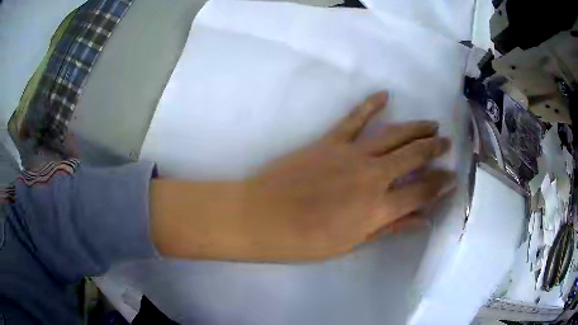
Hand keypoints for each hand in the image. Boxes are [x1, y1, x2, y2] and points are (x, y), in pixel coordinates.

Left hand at [241, 91, 455, 258]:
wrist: (263, 217)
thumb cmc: (306, 241)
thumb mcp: (352, 244)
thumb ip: (390, 229)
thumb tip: (423, 221)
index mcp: (378, 208)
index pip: (422, 191)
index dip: (441, 185)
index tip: (453, 178)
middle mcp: (372, 176)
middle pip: (414, 156)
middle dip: (435, 149)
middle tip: (447, 144)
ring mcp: (351, 154)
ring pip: (394, 134)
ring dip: (416, 127)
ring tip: (432, 124)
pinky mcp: (330, 141)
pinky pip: (354, 118)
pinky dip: (370, 104)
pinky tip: (385, 95)